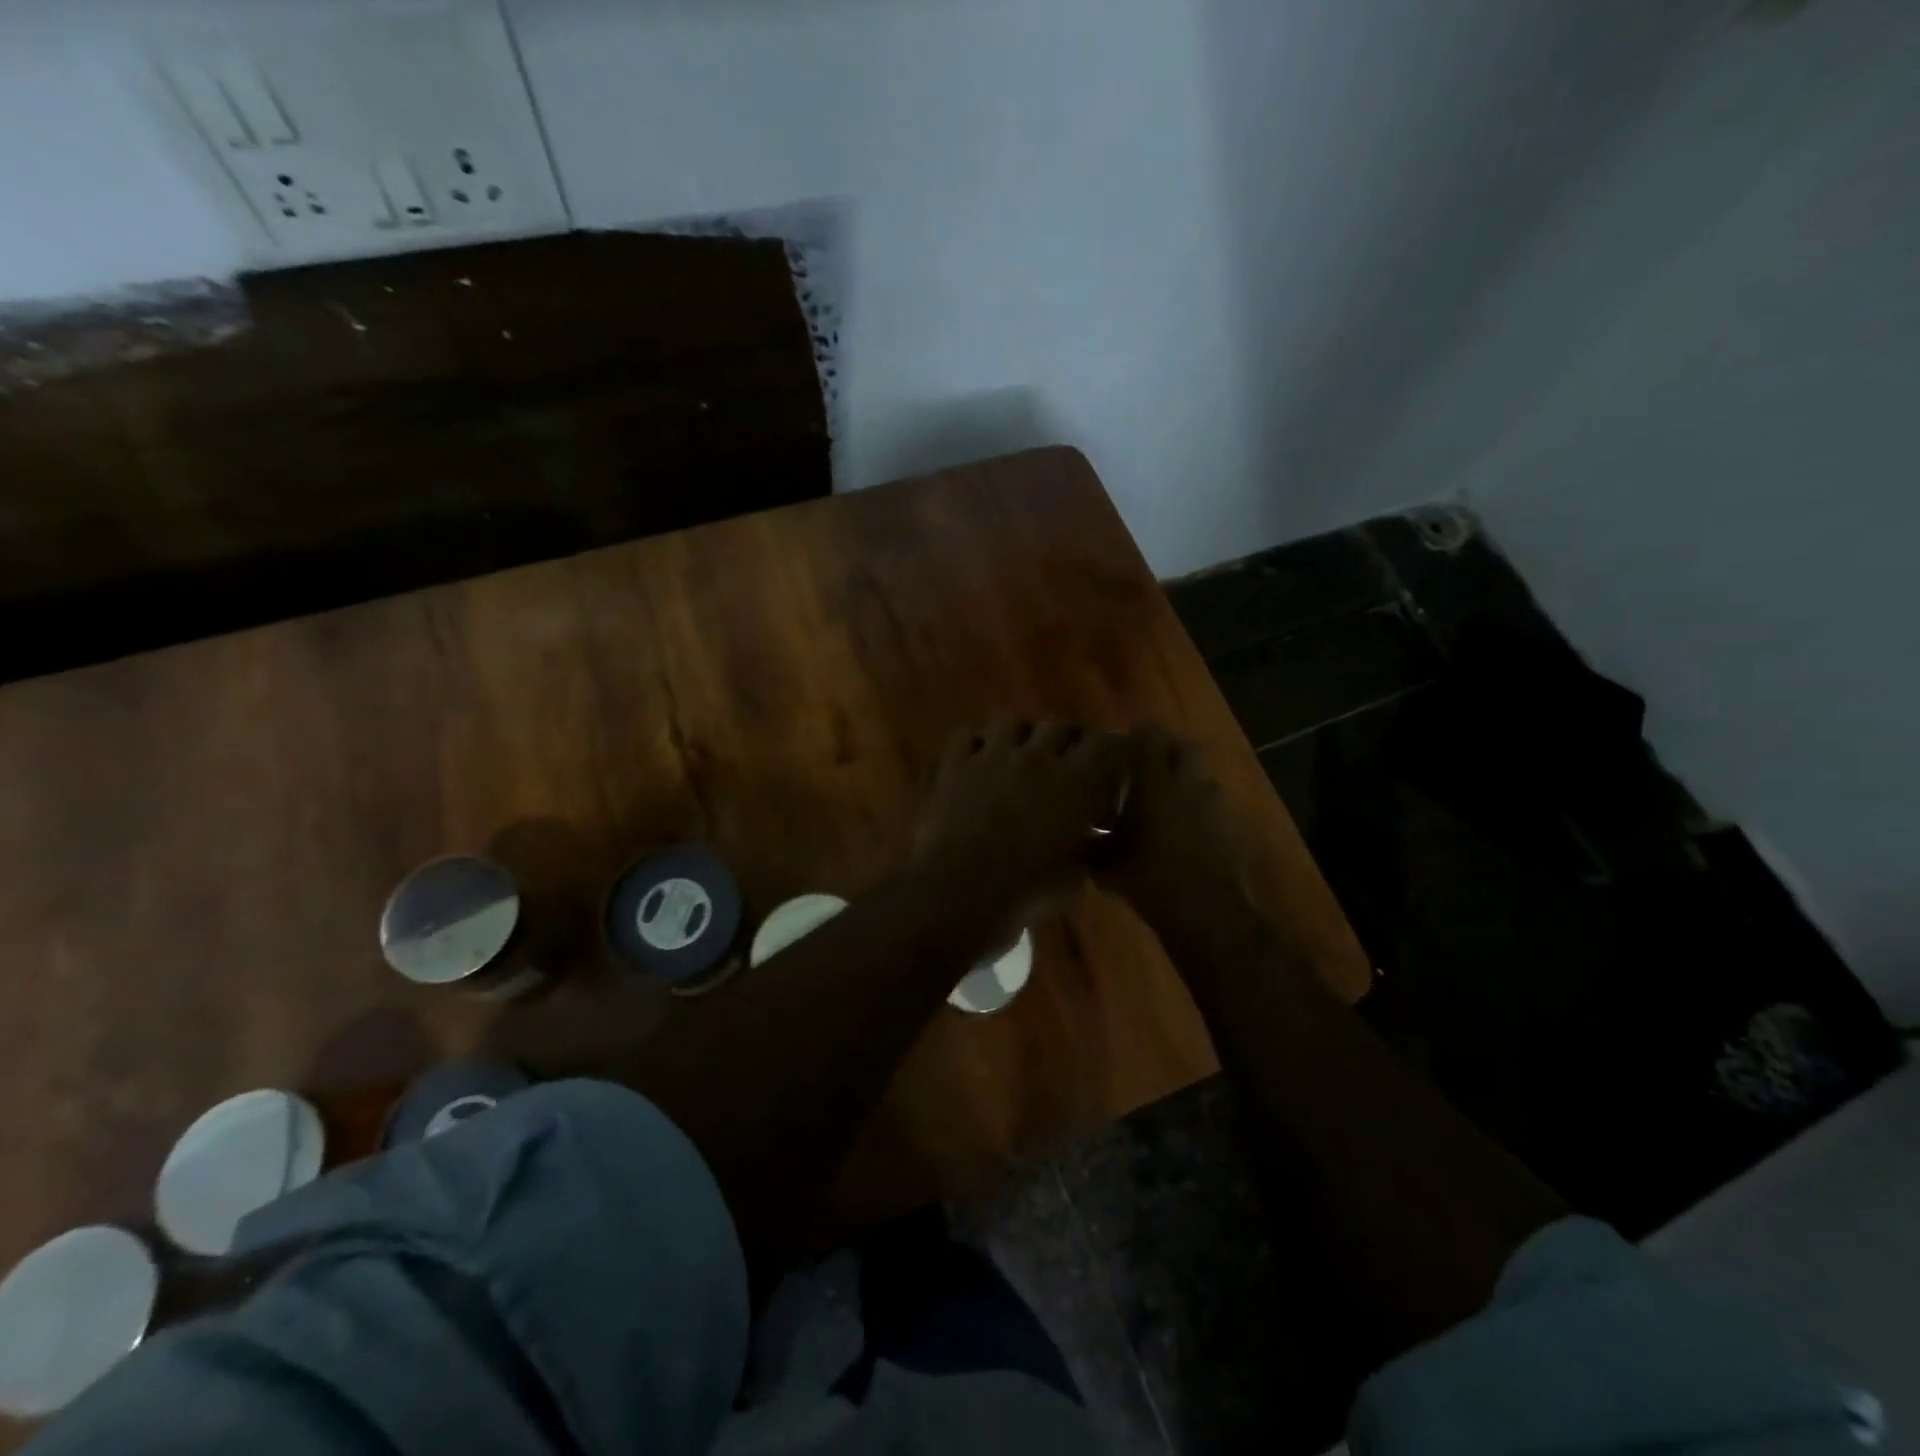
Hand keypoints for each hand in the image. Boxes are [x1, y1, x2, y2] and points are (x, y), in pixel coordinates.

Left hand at [913, 719, 1128, 938]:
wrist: (962, 892)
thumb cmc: (1029, 892)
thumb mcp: (1076, 873)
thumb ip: (1087, 841)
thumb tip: (1090, 831)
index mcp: (1075, 781)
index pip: (1106, 743)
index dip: (1111, 748)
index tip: (1112, 760)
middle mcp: (1036, 757)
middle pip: (1059, 724)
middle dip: (1066, 738)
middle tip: (1066, 758)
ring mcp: (990, 756)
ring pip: (1011, 721)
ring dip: (1021, 734)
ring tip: (1020, 753)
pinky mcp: (953, 766)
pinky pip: (965, 737)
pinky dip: (974, 744)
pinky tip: (977, 760)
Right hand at [1095, 727, 1254, 939]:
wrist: (1206, 913)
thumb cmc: (1149, 880)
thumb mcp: (1106, 864)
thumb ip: (1092, 841)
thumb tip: (1079, 834)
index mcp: (1155, 782)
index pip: (1150, 736)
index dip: (1137, 734)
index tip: (1123, 742)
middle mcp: (1188, 783)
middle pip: (1185, 747)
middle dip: (1168, 750)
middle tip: (1147, 764)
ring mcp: (1215, 804)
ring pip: (1201, 776)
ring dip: (1186, 780)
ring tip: (1167, 799)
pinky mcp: (1232, 826)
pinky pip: (1213, 805)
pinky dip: (1200, 809)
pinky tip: (1185, 830)